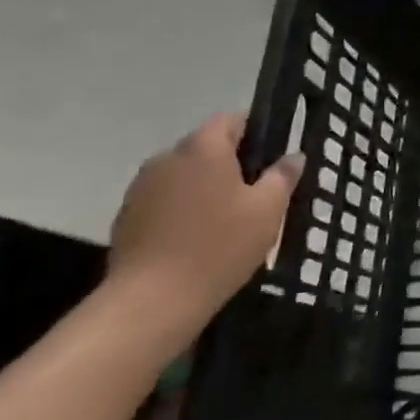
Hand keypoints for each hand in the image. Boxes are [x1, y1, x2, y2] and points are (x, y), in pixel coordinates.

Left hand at [105, 112, 303, 339]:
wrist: (152, 301)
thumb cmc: (220, 246)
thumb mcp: (268, 210)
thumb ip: (283, 176)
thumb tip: (293, 156)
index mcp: (203, 147)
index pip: (232, 118)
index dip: (256, 132)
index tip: (272, 159)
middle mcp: (167, 157)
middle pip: (207, 147)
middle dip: (231, 163)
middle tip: (257, 194)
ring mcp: (141, 188)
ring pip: (185, 175)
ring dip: (205, 188)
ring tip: (227, 221)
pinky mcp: (126, 217)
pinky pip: (165, 200)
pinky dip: (183, 210)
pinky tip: (198, 240)